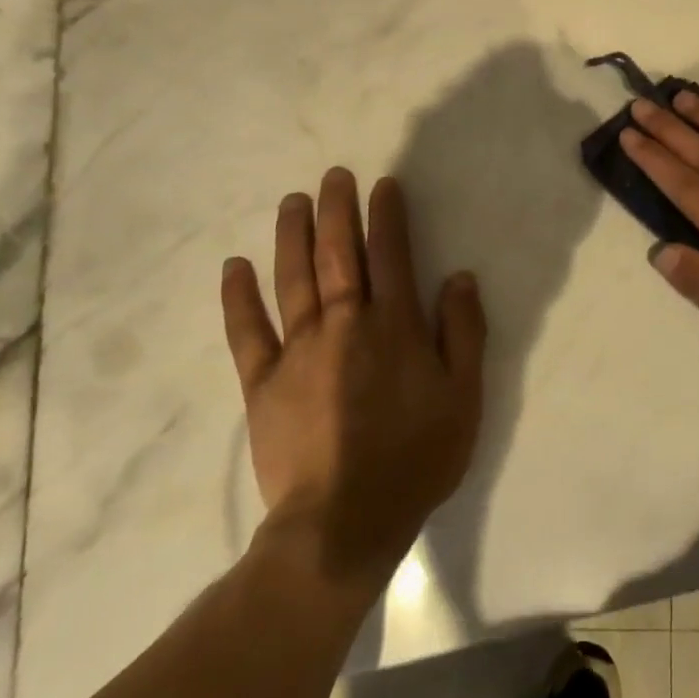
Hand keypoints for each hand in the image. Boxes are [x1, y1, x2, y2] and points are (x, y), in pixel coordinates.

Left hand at [219, 168, 485, 596]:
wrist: (344, 521)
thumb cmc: (415, 457)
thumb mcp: (464, 396)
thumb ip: (463, 332)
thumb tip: (459, 276)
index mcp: (394, 325)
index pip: (391, 254)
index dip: (387, 216)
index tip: (383, 185)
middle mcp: (345, 323)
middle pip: (338, 254)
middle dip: (337, 210)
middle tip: (333, 176)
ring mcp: (298, 350)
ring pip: (293, 278)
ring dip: (292, 235)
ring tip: (292, 201)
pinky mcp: (262, 382)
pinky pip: (247, 331)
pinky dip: (239, 297)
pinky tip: (234, 267)